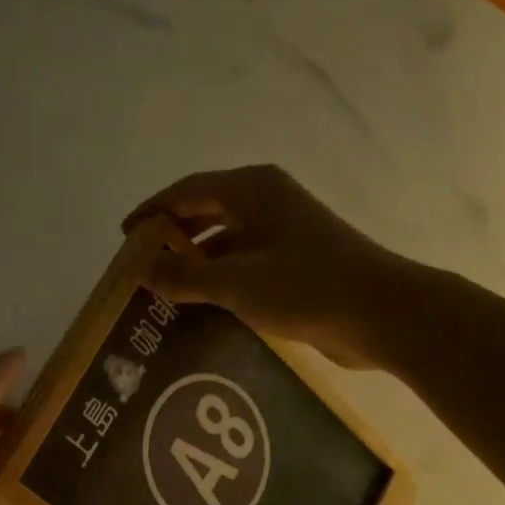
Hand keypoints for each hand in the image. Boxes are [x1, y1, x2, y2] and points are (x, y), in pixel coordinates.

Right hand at [123, 164, 423, 369]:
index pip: (187, 191)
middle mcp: (266, 203)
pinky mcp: (293, 264)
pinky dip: (218, 282)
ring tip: (162, 293)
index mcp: (252, 190)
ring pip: (224, 242)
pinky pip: (242, 266)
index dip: (152, 212)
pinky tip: (200, 309)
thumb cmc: (305, 287)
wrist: (380, 314)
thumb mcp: (234, 282)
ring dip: (194, 264)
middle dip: (171, 238)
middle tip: (140, 267)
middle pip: (205, 212)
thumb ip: (183, 275)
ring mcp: (283, 234)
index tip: (123, 238)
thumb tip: (138, 266)